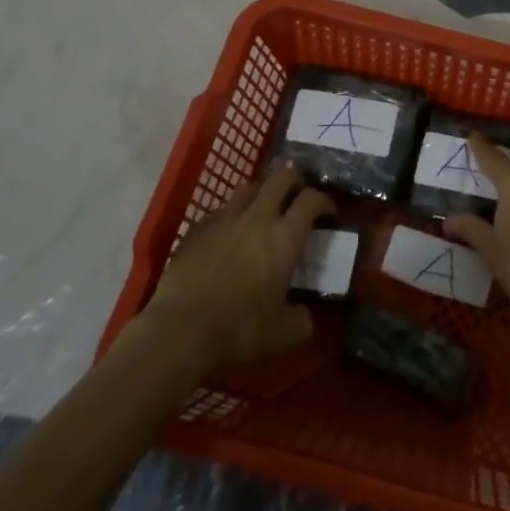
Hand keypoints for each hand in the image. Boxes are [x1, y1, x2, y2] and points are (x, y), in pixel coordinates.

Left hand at [136, 168, 333, 370]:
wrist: (179, 331)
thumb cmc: (238, 329)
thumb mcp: (284, 333)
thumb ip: (303, 319)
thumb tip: (308, 315)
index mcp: (284, 237)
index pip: (312, 199)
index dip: (325, 201)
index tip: (330, 214)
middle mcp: (257, 217)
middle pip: (282, 177)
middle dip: (296, 182)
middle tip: (300, 198)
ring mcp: (224, 219)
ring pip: (250, 187)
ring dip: (264, 192)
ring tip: (266, 209)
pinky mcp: (197, 228)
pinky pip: (222, 209)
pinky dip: (234, 214)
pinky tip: (231, 234)